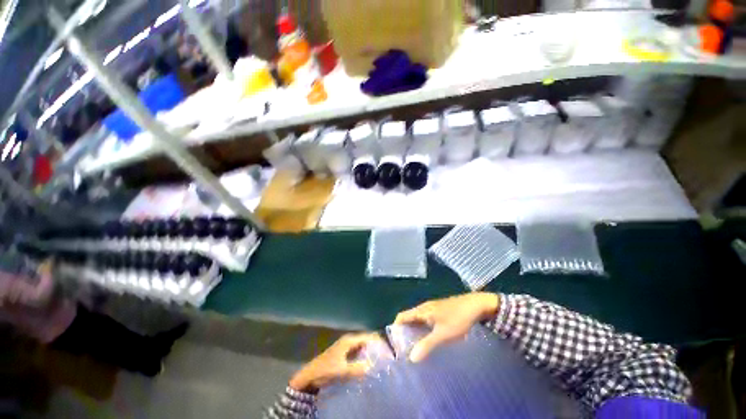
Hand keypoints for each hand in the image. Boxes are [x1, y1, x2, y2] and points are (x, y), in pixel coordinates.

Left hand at [289, 333, 384, 392]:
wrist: (311, 375)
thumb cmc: (326, 369)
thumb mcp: (343, 370)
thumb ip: (358, 368)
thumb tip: (373, 366)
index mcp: (349, 340)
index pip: (366, 337)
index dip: (376, 340)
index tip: (386, 347)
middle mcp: (348, 340)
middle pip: (365, 340)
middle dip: (374, 346)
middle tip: (385, 354)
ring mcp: (345, 346)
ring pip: (361, 346)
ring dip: (368, 351)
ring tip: (379, 359)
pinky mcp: (343, 353)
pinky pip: (357, 352)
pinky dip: (363, 356)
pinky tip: (367, 363)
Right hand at [394, 292, 499, 362]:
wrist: (476, 305)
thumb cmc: (458, 318)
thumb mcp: (443, 334)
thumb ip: (427, 345)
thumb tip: (411, 358)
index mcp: (422, 310)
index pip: (402, 316)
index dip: (396, 328)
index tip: (395, 344)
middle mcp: (424, 307)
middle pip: (409, 318)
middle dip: (405, 332)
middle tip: (405, 350)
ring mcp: (433, 308)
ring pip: (418, 320)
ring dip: (415, 332)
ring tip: (416, 348)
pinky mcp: (441, 311)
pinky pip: (426, 320)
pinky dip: (424, 329)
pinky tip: (430, 340)